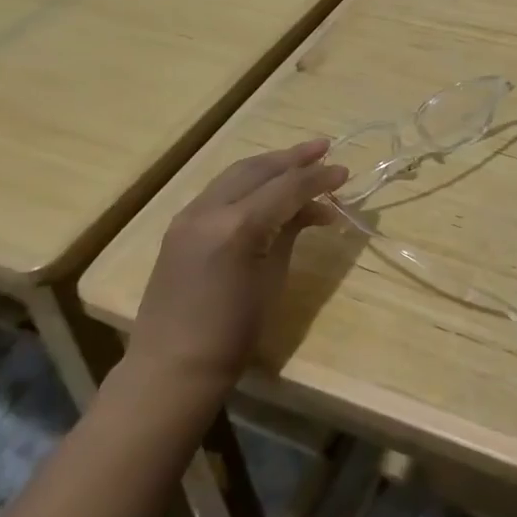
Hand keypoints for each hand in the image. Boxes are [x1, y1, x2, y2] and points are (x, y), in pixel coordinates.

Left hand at [128, 139, 346, 389]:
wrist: (171, 368)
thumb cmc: (232, 334)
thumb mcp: (272, 279)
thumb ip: (290, 231)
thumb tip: (315, 208)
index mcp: (238, 226)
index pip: (287, 187)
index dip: (318, 178)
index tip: (345, 171)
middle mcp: (210, 209)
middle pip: (259, 169)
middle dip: (294, 157)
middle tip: (325, 148)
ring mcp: (190, 214)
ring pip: (237, 173)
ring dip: (271, 164)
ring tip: (301, 159)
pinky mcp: (180, 224)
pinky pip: (220, 189)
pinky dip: (248, 181)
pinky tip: (267, 184)